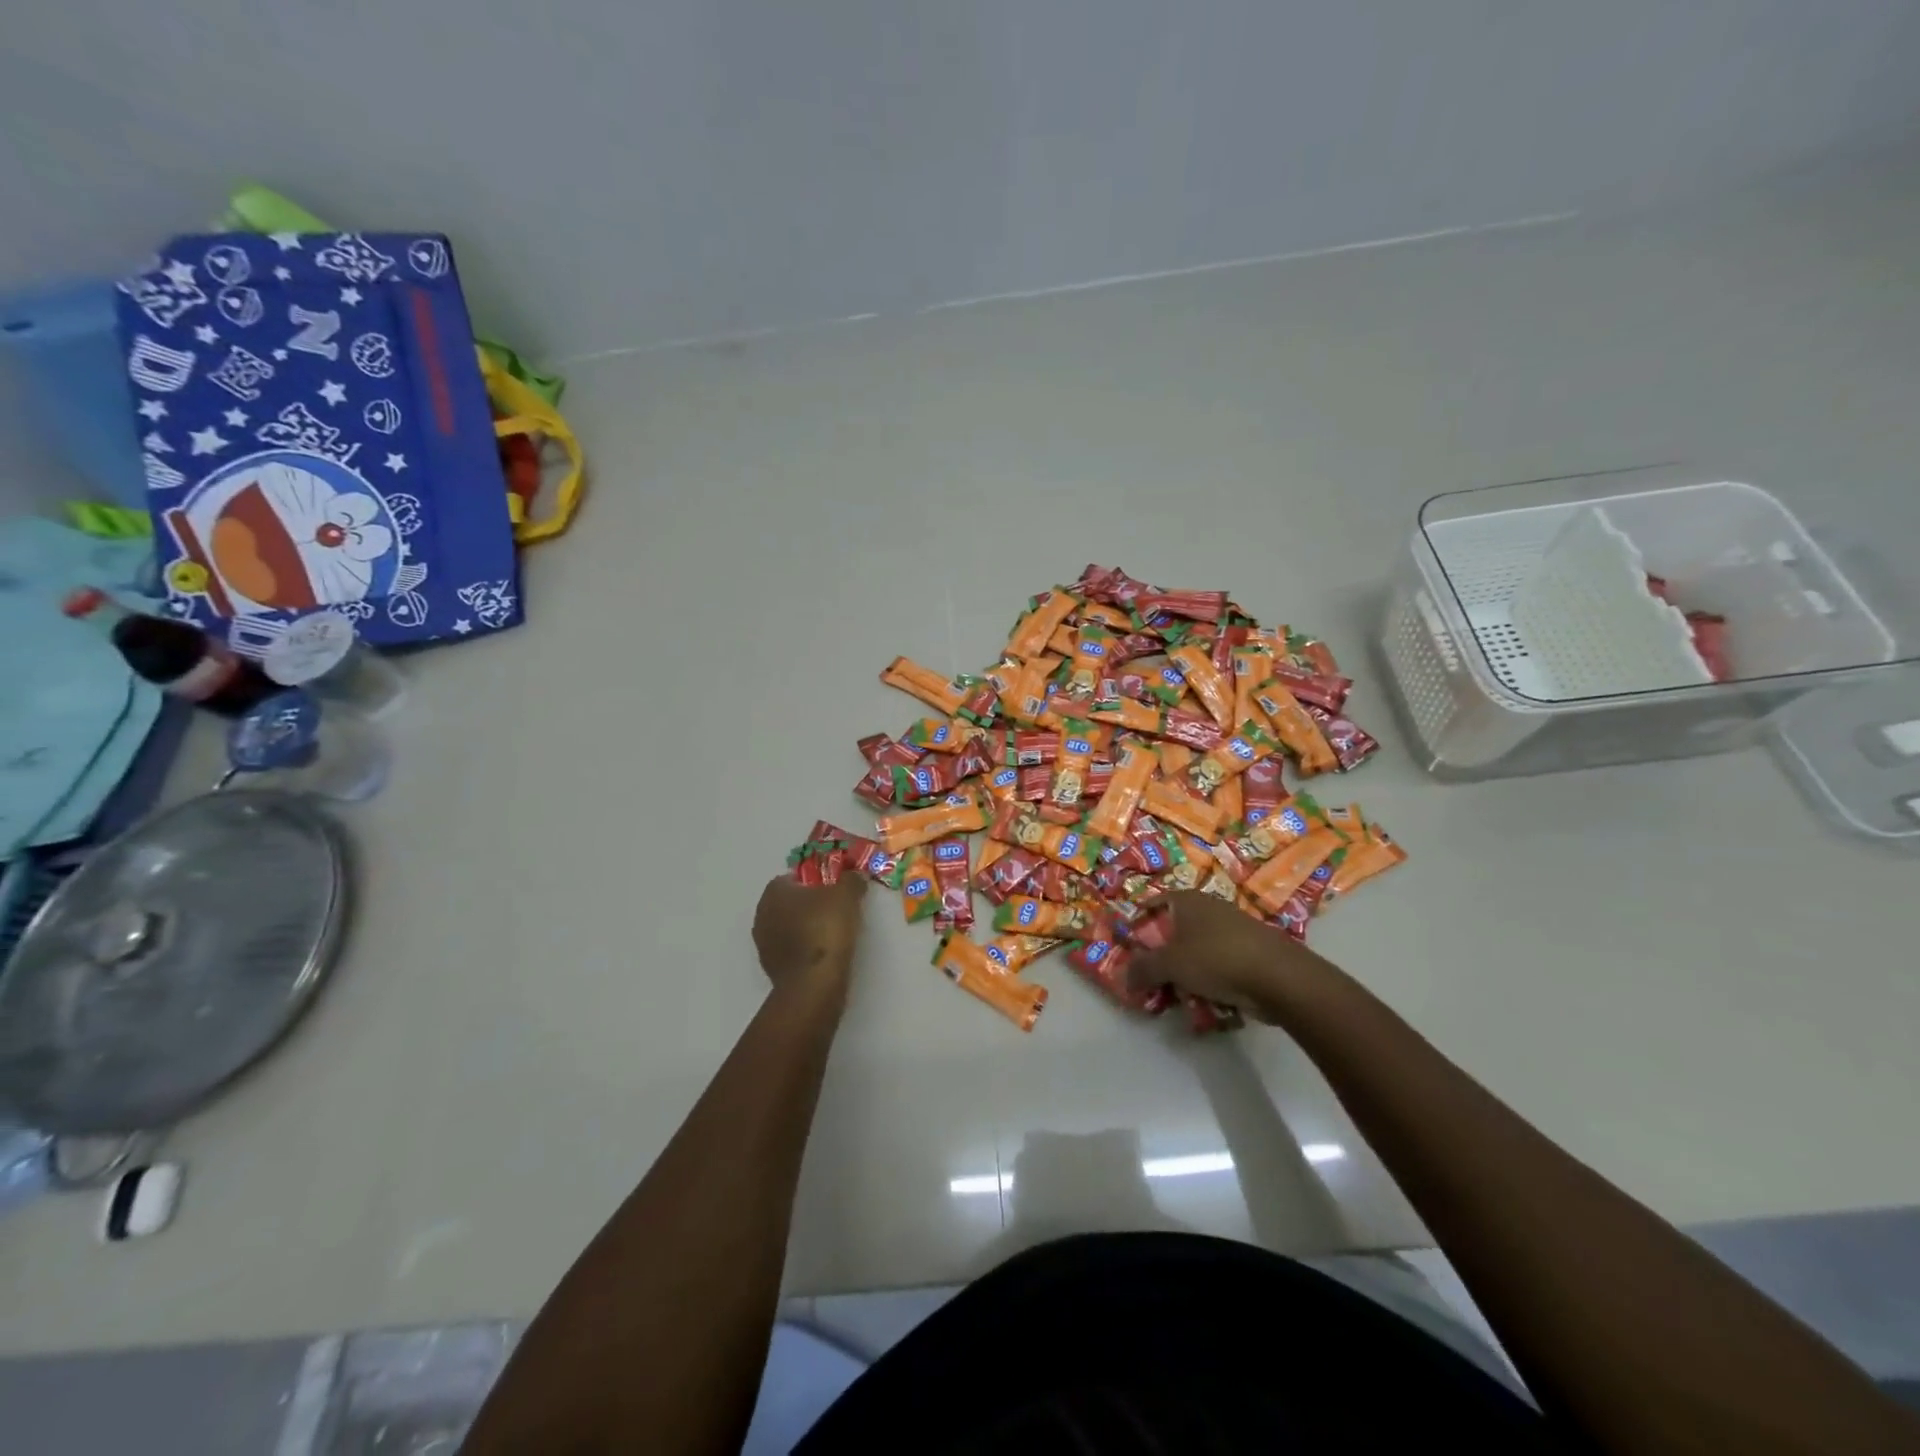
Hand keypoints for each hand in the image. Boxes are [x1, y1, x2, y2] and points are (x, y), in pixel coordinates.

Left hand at [752, 874, 867, 994]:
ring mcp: (763, 943)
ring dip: (806, 928)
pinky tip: (823, 954)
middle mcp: (762, 913)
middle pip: (790, 902)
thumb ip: (851, 880)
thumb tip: (854, 875)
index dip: (816, 881)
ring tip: (832, 934)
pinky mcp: (770, 967)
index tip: (835, 889)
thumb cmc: (826, 929)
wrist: (813, 983)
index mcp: (774, 891)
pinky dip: (804, 949)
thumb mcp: (847, 895)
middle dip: (810, 904)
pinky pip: (790, 949)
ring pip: (788, 926)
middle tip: (836, 910)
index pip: (794, 877)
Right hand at [1126, 891, 1327, 1023]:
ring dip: (1184, 971)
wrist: (1279, 977)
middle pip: (1173, 930)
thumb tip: (1124, 978)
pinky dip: (1208, 980)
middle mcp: (1208, 908)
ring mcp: (1231, 929)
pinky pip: (1217, 965)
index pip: (1152, 904)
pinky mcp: (1248, 952)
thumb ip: (1142, 969)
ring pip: (1195, 950)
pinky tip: (1204, 999)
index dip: (1136, 924)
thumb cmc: (1216, 958)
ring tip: (1175, 994)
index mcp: (1186, 900)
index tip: (1127, 947)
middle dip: (1159, 954)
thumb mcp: (1170, 964)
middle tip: (1148, 978)